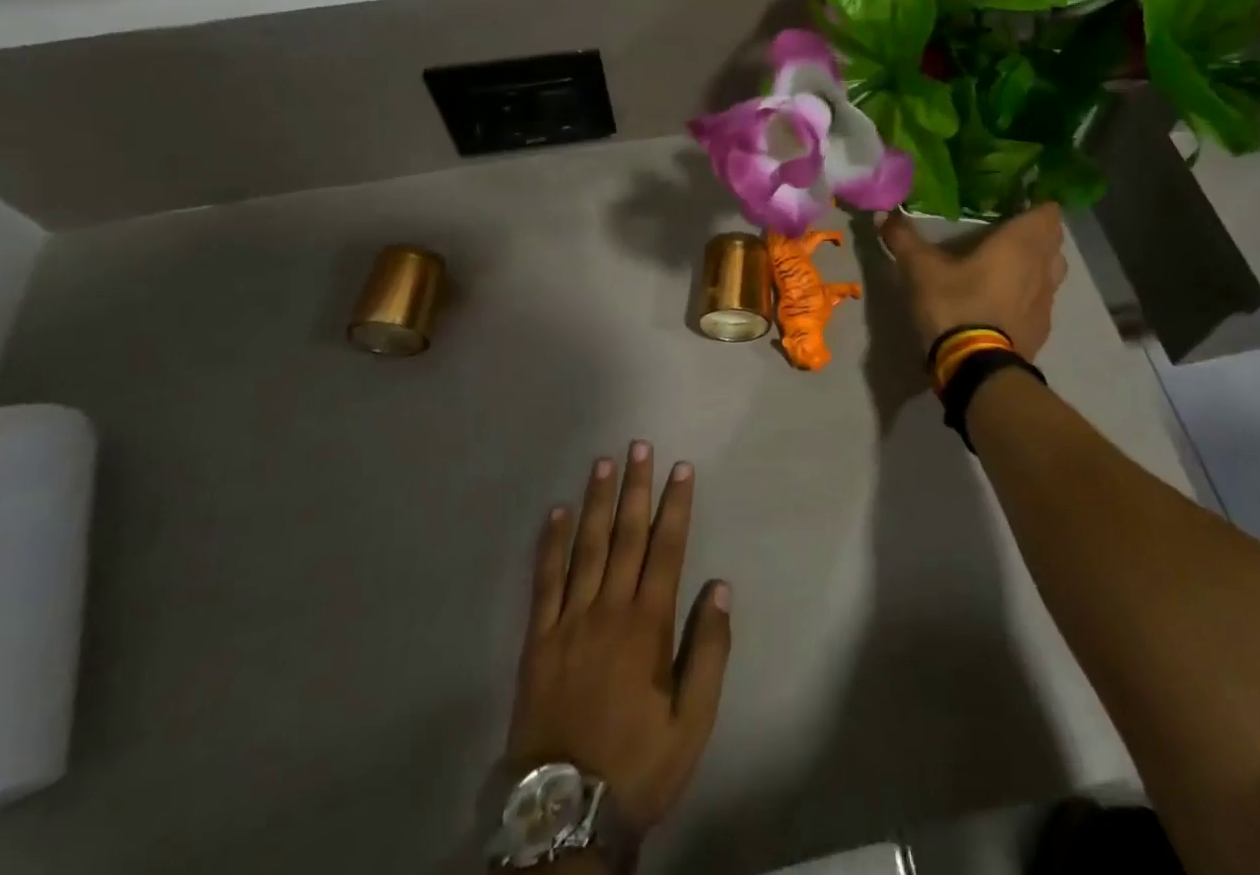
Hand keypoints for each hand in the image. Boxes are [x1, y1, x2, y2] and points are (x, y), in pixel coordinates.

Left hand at [506, 443, 731, 838]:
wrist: (567, 813)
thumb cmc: (639, 763)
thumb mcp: (693, 720)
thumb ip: (709, 650)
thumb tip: (721, 587)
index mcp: (648, 624)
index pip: (666, 549)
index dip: (675, 505)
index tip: (680, 468)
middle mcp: (609, 609)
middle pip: (625, 535)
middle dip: (635, 488)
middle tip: (638, 446)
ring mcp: (570, 620)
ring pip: (585, 547)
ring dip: (595, 502)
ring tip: (603, 463)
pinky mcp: (539, 638)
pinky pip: (544, 581)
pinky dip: (550, 544)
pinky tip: (555, 513)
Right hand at [878, 203, 1067, 358]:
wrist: (976, 368)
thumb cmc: (954, 305)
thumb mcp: (920, 269)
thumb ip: (903, 238)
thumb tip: (882, 213)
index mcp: (1020, 243)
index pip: (1048, 212)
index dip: (1035, 204)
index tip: (1015, 202)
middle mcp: (1043, 267)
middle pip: (1053, 240)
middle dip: (1036, 232)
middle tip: (1006, 229)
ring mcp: (1047, 300)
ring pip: (1053, 270)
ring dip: (1038, 263)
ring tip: (1010, 263)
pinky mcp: (1042, 328)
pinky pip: (1042, 300)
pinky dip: (1031, 294)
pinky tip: (1007, 300)